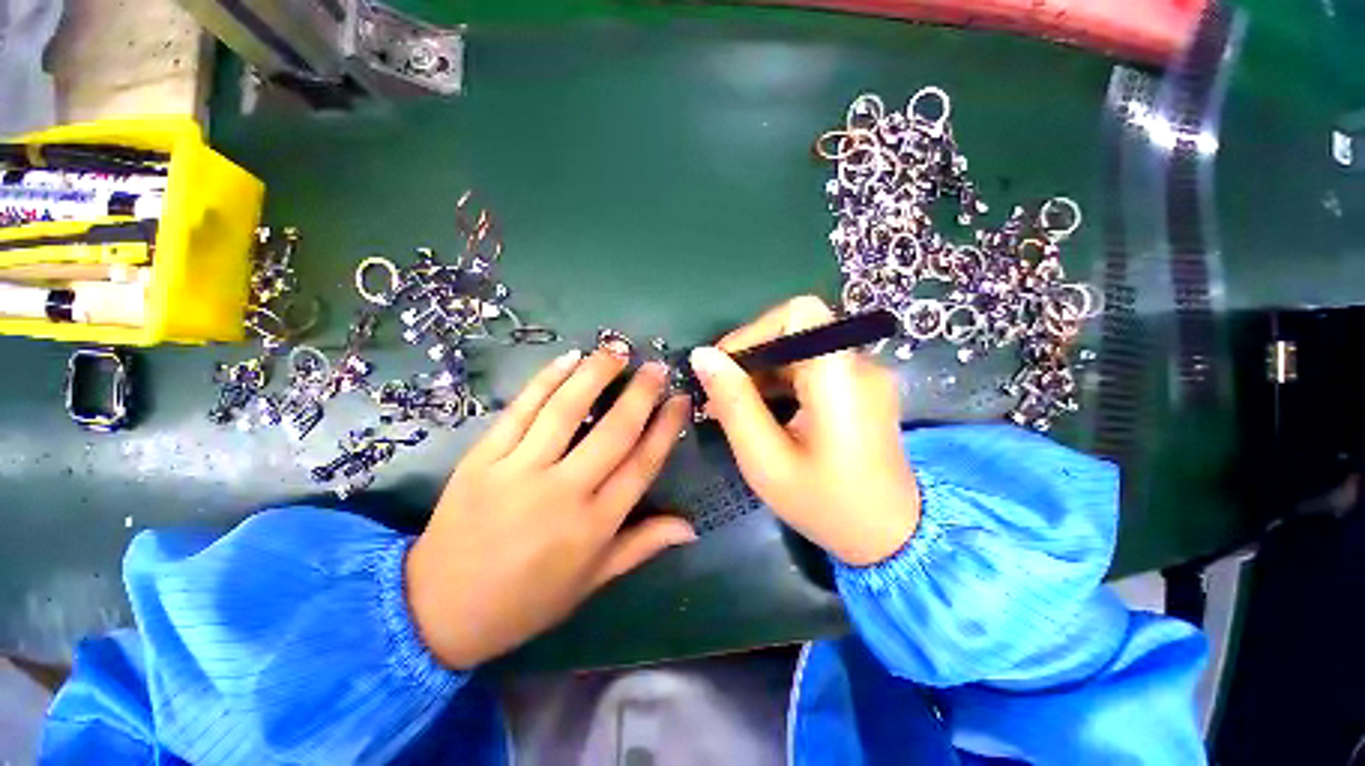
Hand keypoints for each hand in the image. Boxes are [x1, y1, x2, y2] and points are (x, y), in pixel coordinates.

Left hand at [406, 350, 694, 667]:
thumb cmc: (527, 600)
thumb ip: (643, 545)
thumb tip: (692, 526)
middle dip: (641, 393)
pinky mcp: (482, 458)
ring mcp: (519, 471)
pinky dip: (547, 379)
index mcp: (594, 525)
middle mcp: (563, 492)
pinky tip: (569, 358)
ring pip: (567, 410)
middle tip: (657, 366)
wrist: (438, 610)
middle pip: (613, 431)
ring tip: (618, 349)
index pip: (642, 463)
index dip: (666, 427)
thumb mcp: (592, 581)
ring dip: (596, 373)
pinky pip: (520, 410)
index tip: (681, 399)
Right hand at [688, 296, 919, 565]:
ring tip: (732, 407)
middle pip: (795, 332)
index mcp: (840, 376)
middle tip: (720, 395)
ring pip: (799, 351)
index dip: (756, 330)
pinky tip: (760, 412)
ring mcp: (861, 377)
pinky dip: (779, 383)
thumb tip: (702, 356)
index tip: (725, 367)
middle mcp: (857, 365)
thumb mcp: (766, 460)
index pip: (799, 313)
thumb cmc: (827, 505)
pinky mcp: (858, 390)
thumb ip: (734, 403)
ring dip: (761, 372)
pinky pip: (810, 369)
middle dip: (751, 357)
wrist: (891, 539)